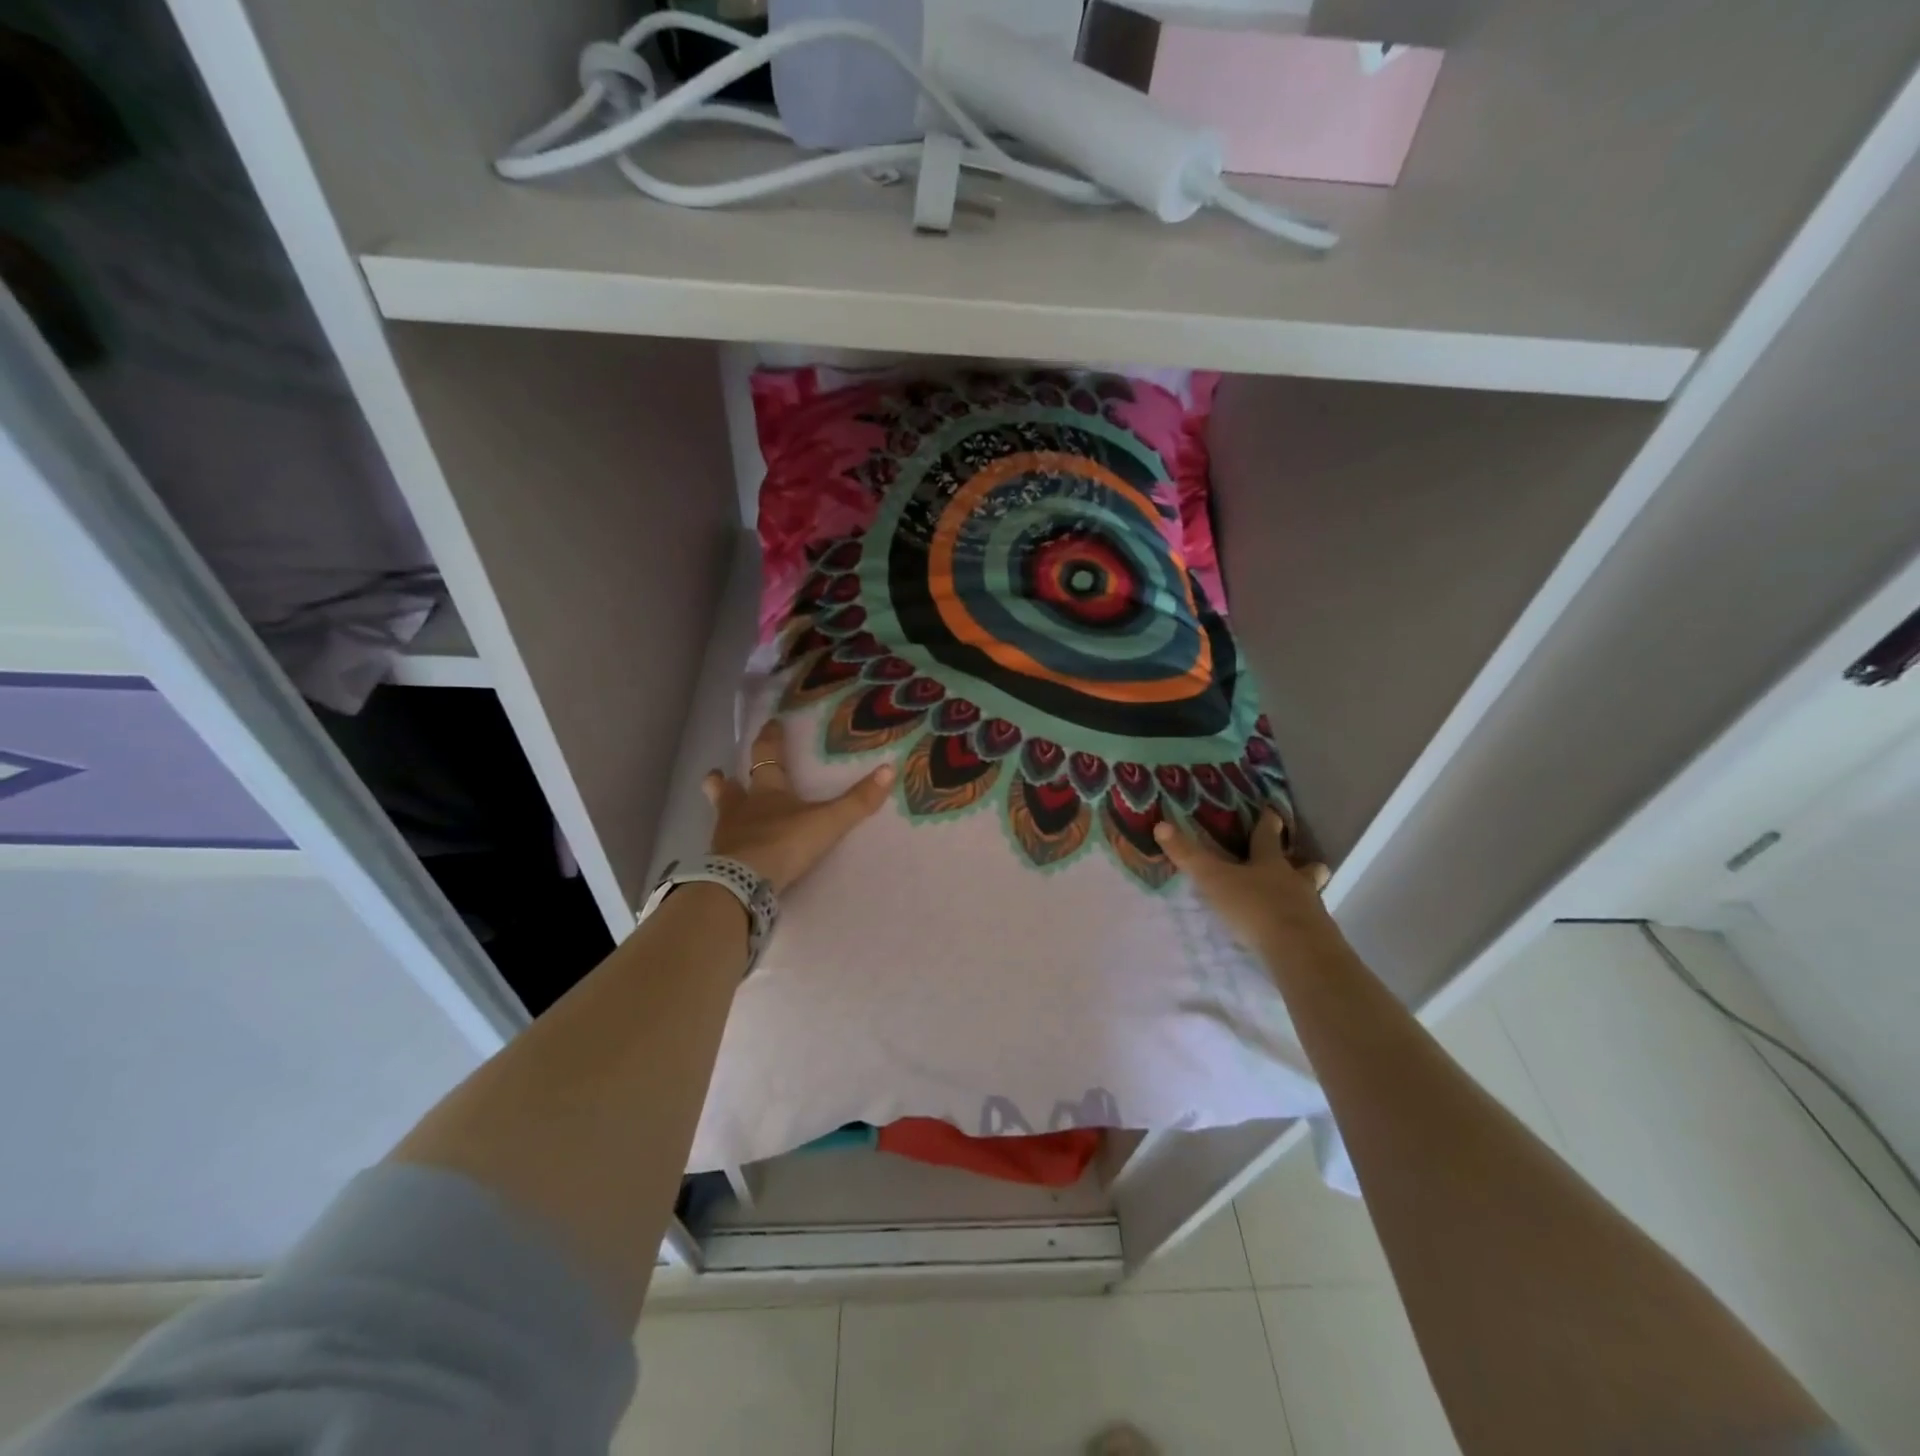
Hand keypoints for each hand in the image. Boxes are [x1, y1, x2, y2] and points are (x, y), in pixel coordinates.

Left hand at [703, 717, 893, 892]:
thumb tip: (889, 769)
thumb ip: (857, 801)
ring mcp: (726, 837)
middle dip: (724, 780)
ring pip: (721, 817)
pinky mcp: (720, 864)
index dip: (770, 739)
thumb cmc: (784, 843)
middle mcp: (741, 809)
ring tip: (721, 809)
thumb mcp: (827, 822)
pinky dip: (728, 845)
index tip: (770, 723)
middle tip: (717, 772)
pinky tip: (732, 851)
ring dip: (723, 810)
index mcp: (766, 792)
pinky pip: (723, 849)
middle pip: (728, 789)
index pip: (767, 757)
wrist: (743, 884)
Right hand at [1154, 808, 1340, 960]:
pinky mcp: (1318, 939)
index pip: (1268, 837)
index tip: (1273, 811)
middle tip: (1302, 861)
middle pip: (1306, 867)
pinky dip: (1302, 925)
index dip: (1269, 822)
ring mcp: (1311, 910)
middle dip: (1304, 863)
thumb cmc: (1254, 907)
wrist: (1298, 951)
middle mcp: (1296, 882)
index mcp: (1271, 863)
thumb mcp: (1213, 880)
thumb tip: (1161, 825)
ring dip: (1304, 894)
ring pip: (1312, 895)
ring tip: (1295, 901)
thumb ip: (1189, 856)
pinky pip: (1311, 926)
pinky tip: (1290, 934)